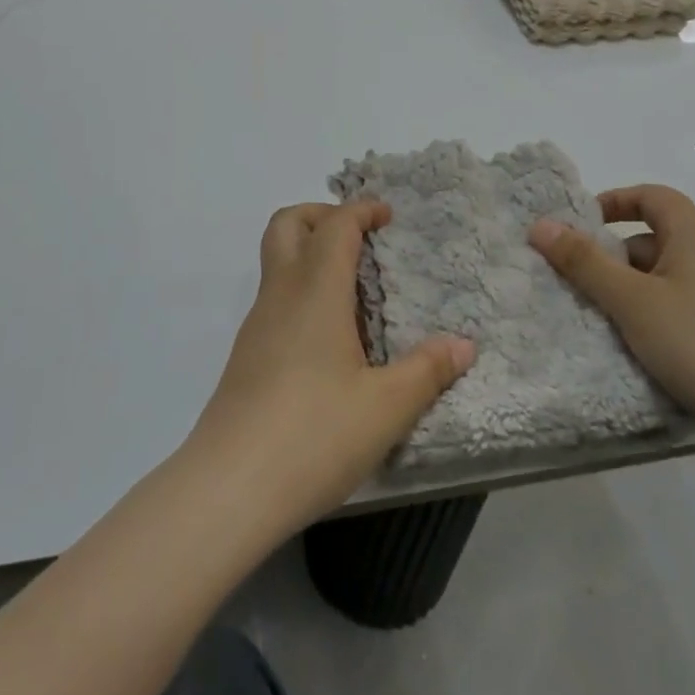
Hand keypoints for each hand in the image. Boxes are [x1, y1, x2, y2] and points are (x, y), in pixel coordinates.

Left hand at [186, 202, 473, 532]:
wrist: (231, 484)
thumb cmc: (315, 434)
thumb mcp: (386, 408)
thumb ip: (426, 371)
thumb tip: (463, 344)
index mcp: (316, 291)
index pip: (335, 225)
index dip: (361, 210)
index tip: (387, 215)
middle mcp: (281, 294)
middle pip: (287, 224)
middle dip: (321, 215)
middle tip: (358, 237)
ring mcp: (257, 323)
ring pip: (276, 260)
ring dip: (309, 253)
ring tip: (354, 290)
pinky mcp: (247, 354)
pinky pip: (275, 298)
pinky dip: (301, 290)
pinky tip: (329, 337)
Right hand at [529, 185, 694, 462]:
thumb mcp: (630, 301)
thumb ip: (583, 261)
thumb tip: (540, 225)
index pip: (652, 196)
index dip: (614, 201)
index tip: (581, 224)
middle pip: (657, 237)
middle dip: (616, 255)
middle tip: (584, 282)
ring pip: (670, 274)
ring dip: (635, 288)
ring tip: (609, 319)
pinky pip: (687, 303)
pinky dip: (659, 311)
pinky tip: (646, 345)